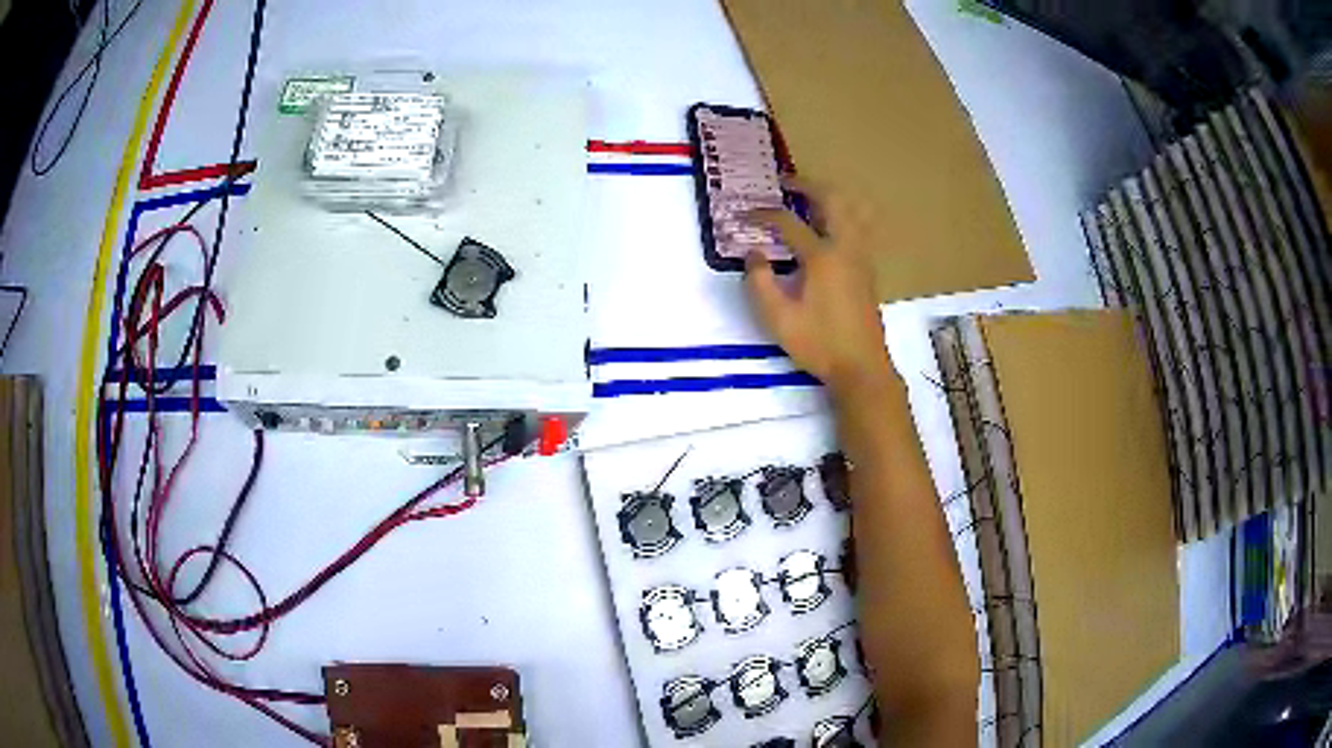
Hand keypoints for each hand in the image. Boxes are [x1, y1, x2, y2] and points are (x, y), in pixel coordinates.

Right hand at [744, 181, 893, 395]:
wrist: (861, 367)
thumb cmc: (819, 344)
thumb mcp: (778, 318)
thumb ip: (760, 282)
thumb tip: (753, 254)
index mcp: (822, 257)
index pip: (788, 222)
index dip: (762, 215)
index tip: (743, 214)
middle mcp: (845, 248)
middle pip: (831, 200)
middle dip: (807, 185)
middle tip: (784, 182)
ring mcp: (861, 258)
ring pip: (850, 211)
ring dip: (828, 197)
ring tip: (806, 198)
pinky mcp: (867, 271)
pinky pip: (857, 228)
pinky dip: (840, 215)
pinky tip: (827, 228)